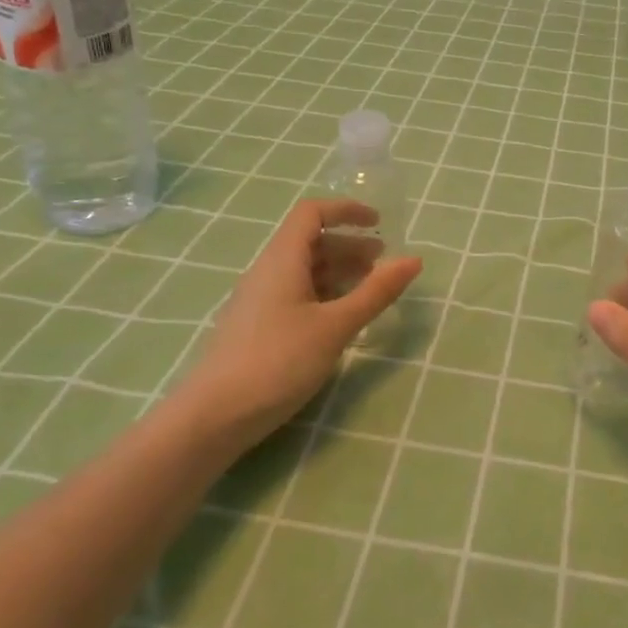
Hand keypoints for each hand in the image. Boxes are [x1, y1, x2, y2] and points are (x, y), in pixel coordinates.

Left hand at [184, 199, 420, 446]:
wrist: (214, 416)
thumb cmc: (278, 361)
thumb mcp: (335, 326)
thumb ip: (375, 292)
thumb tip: (413, 260)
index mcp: (282, 260)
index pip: (312, 213)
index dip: (346, 211)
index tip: (379, 224)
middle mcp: (268, 272)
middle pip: (310, 242)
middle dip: (350, 245)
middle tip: (383, 263)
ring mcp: (259, 301)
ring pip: (304, 271)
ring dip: (339, 272)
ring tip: (369, 290)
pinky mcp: (258, 327)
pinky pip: (296, 295)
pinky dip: (325, 295)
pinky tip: (341, 319)